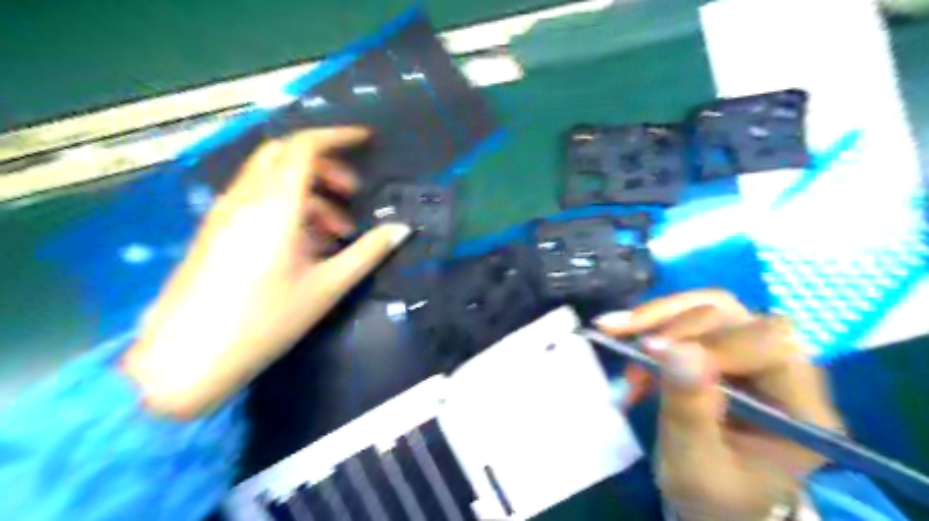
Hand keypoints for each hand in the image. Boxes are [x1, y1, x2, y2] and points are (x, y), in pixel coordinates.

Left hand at [124, 128, 412, 421]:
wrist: (187, 359)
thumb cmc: (266, 321)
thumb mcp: (327, 286)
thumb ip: (368, 253)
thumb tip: (402, 230)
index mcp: (275, 206)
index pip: (304, 147)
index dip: (338, 135)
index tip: (367, 140)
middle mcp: (246, 198)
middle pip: (285, 155)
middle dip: (325, 165)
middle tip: (352, 195)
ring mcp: (226, 213)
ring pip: (272, 178)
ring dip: (310, 191)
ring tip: (337, 231)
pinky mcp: (217, 230)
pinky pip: (258, 200)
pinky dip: (289, 206)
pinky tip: (306, 244)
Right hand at [595, 290, 842, 520]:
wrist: (712, 496)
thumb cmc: (713, 492)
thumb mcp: (695, 463)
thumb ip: (689, 410)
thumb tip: (675, 349)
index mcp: (801, 407)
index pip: (769, 345)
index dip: (711, 341)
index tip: (653, 353)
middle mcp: (783, 368)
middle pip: (734, 315)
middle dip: (675, 325)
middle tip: (633, 347)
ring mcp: (750, 351)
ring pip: (706, 307)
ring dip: (657, 318)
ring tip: (618, 335)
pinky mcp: (720, 345)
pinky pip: (685, 316)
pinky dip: (650, 322)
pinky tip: (624, 338)